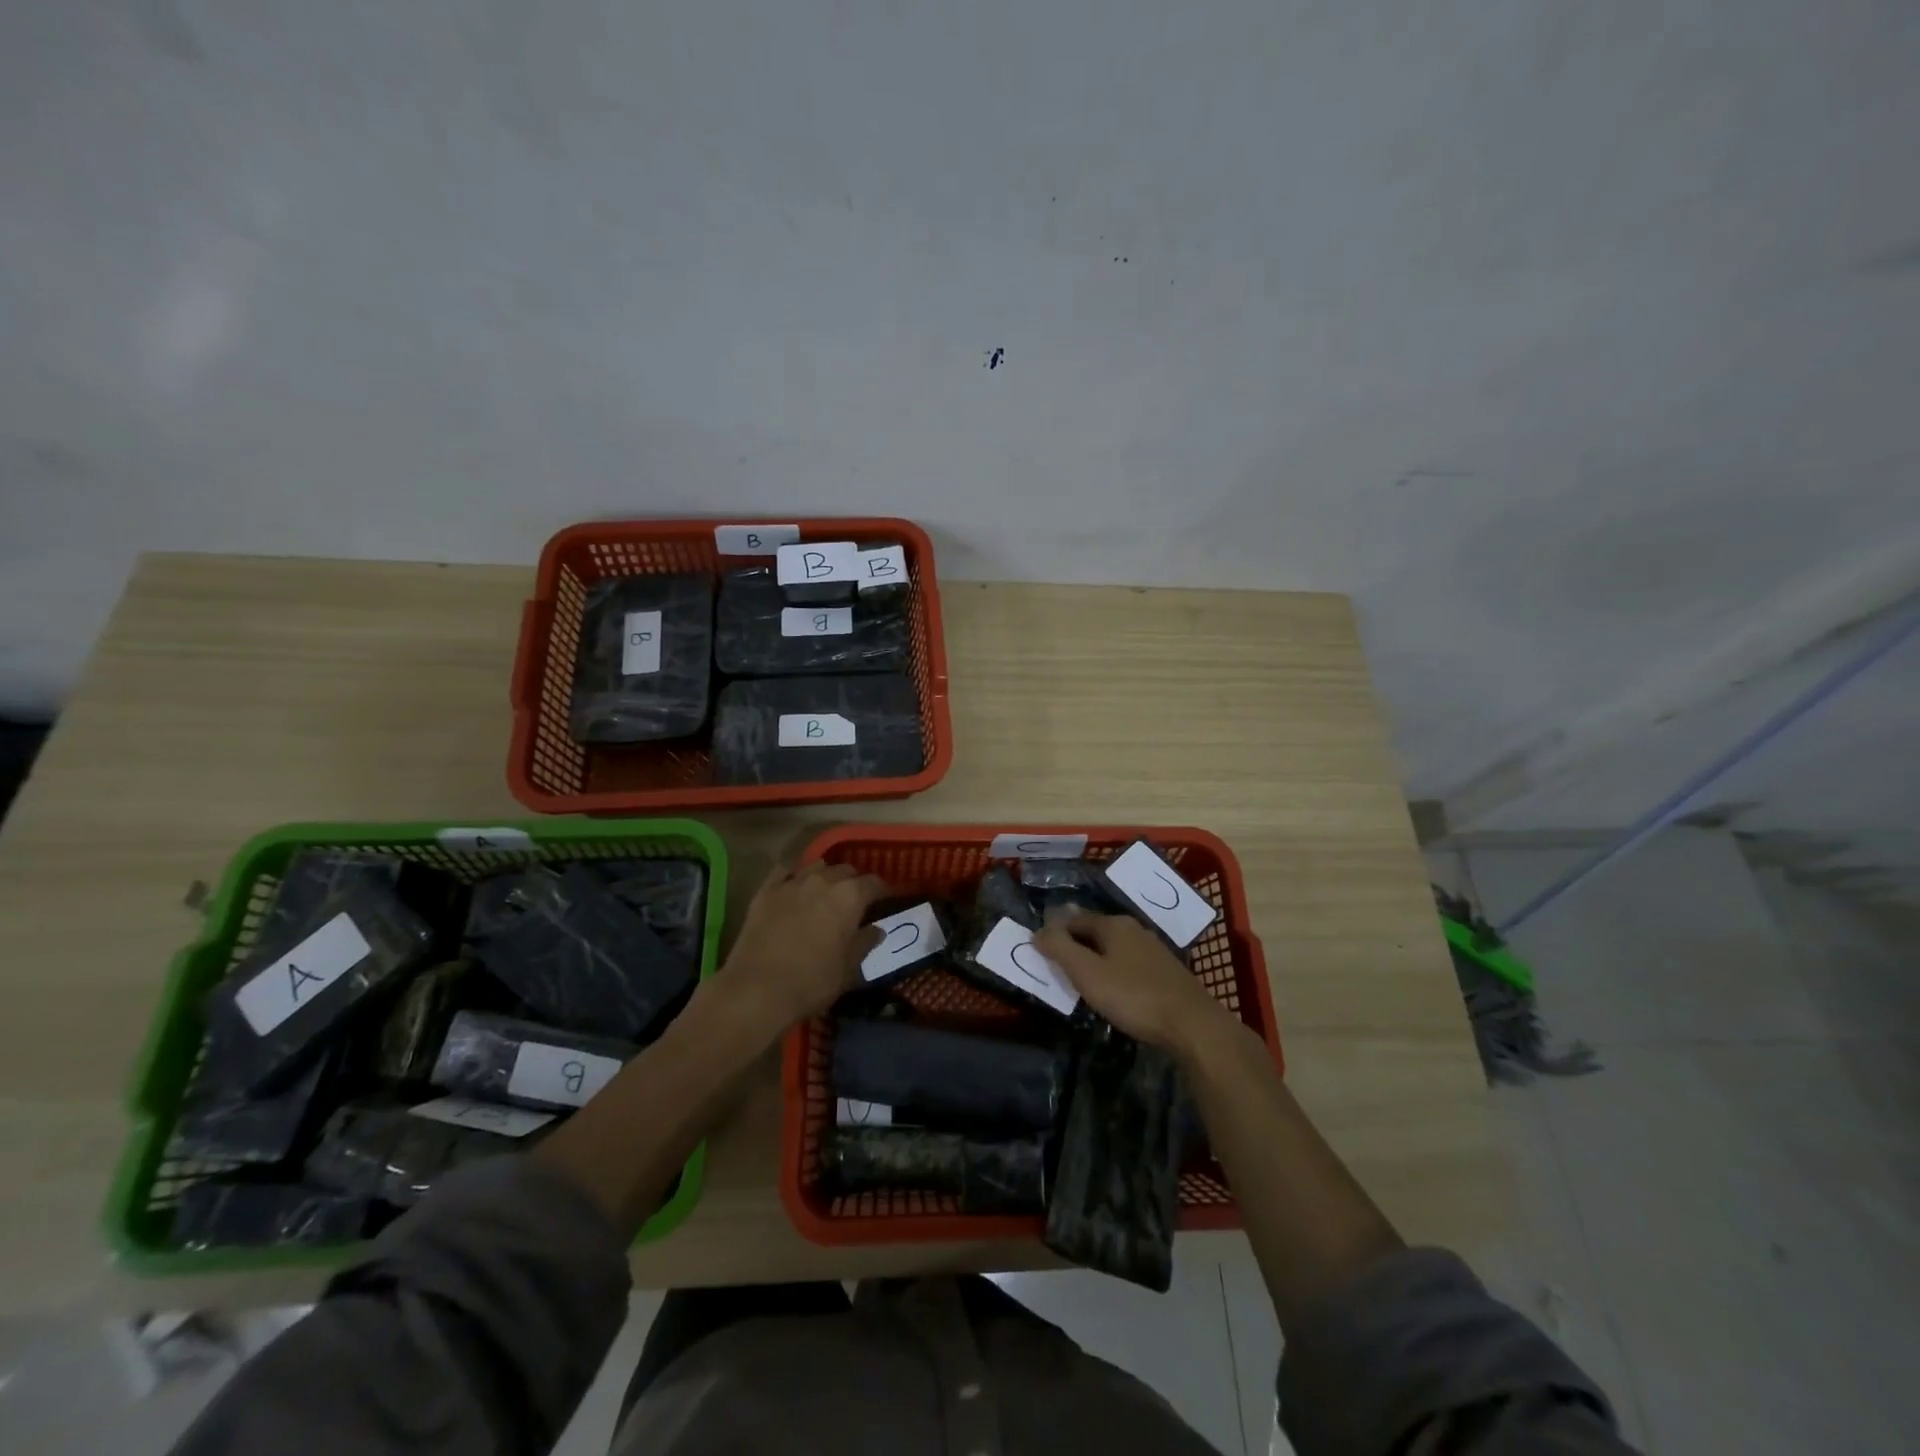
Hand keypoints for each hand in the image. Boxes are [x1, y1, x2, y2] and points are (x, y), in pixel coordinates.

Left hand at [721, 860, 887, 1030]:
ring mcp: (792, 882)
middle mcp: (823, 880)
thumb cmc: (812, 981)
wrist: (757, 989)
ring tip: (823, 893)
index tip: (884, 901)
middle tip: (853, 902)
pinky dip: (792, 876)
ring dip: (824, 877)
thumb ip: (865, 944)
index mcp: (850, 897)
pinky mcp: (766, 890)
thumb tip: (876, 930)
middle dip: (853, 883)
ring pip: (816, 867)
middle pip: (845, 870)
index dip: (881, 891)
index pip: (874, 883)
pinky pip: (783, 872)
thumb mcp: (848, 969)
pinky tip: (792, 887)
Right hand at [1034, 913, 1225, 1051]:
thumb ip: (1060, 949)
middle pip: (1094, 932)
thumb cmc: (1134, 996)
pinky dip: (1114, 972)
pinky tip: (1113, 990)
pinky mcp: (1166, 972)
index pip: (1073, 920)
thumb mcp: (1088, 973)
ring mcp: (1153, 950)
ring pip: (1113, 948)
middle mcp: (1134, 929)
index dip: (1054, 933)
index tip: (1038, 951)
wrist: (1192, 1025)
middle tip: (1056, 967)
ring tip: (1081, 980)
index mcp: (1114, 924)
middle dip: (1074, 946)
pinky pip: (1129, 964)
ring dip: (1095, 960)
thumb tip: (1038, 931)